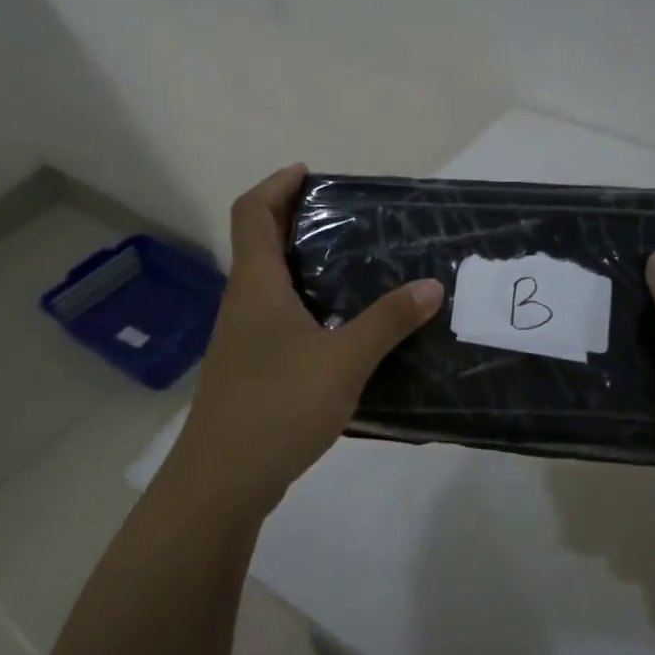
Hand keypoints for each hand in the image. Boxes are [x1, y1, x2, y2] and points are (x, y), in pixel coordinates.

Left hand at [160, 163, 445, 523]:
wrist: (223, 482)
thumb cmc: (277, 406)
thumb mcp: (344, 360)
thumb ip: (388, 322)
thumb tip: (431, 286)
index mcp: (256, 286)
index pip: (252, 212)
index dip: (276, 185)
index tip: (309, 173)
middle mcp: (244, 304)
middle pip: (260, 244)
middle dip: (295, 221)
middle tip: (344, 218)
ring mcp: (243, 341)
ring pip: (270, 285)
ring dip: (302, 267)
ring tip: (353, 269)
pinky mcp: (251, 371)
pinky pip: (279, 321)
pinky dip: (306, 308)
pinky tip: (342, 331)